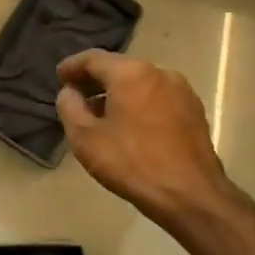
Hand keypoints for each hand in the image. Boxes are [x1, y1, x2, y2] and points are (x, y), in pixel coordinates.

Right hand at [56, 50, 249, 230]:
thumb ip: (69, 107)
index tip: (59, 78)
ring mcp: (181, 90)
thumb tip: (70, 92)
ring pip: (140, 83)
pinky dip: (139, 103)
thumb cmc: (132, 163)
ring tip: (102, 114)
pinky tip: (131, 126)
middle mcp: (158, 72)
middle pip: (119, 68)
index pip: (93, 58)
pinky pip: (157, 97)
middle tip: (77, 97)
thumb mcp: (85, 138)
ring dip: (118, 93)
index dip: (72, 66)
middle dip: (95, 80)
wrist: (191, 196)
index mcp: (130, 73)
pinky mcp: (195, 110)